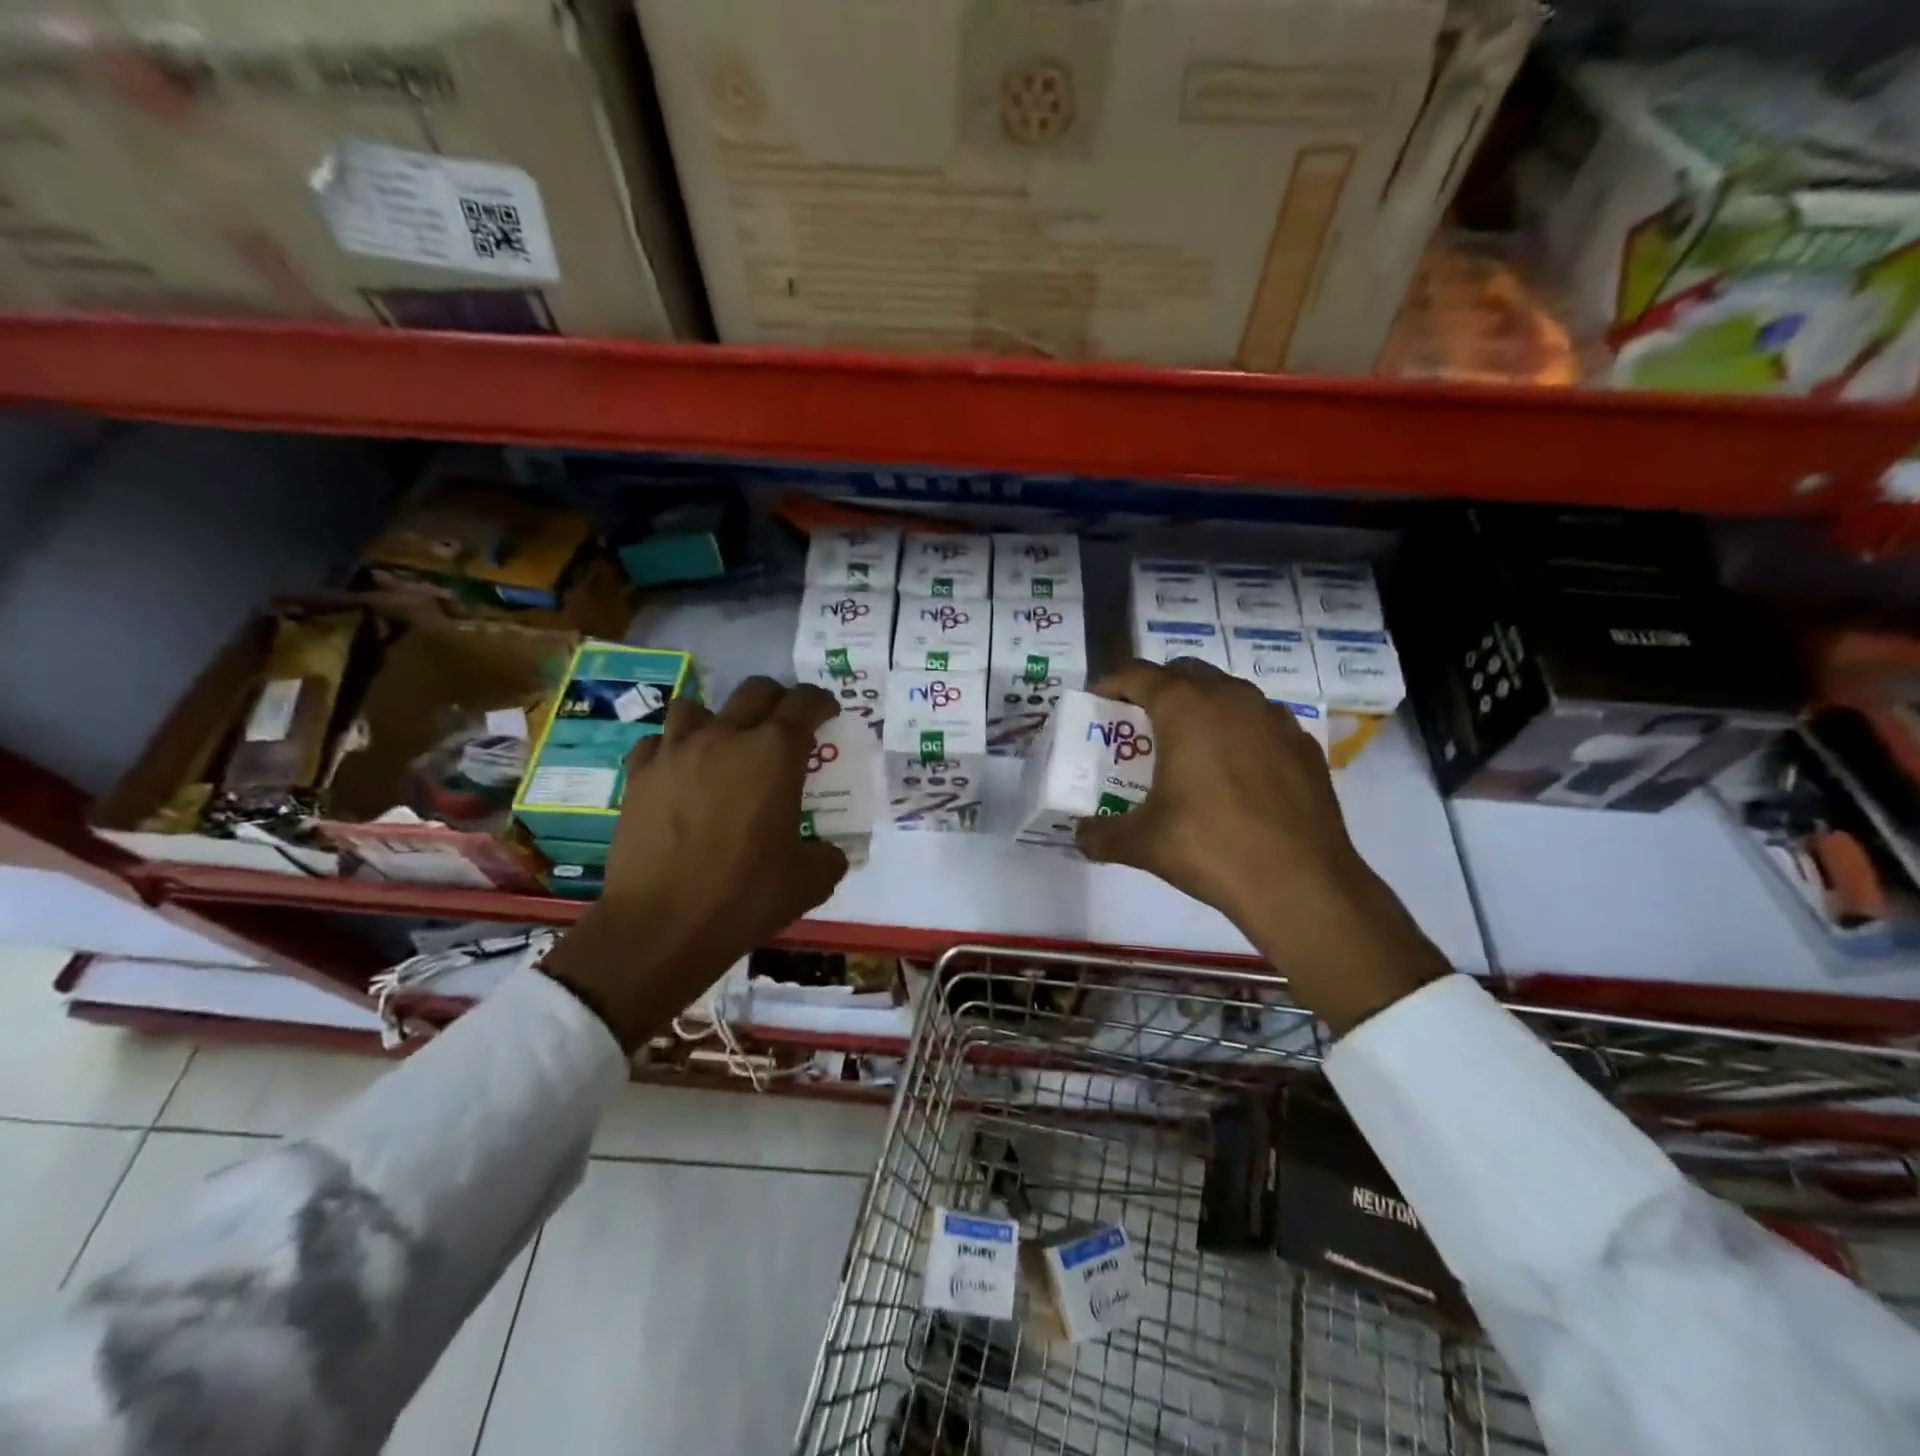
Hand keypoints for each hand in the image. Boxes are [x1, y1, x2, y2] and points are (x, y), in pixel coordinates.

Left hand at [540, 678, 849, 1049]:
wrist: (661, 926)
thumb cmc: (744, 897)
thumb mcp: (809, 881)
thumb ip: (828, 856)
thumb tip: (829, 852)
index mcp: (775, 754)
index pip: (805, 703)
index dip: (822, 703)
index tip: (828, 714)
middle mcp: (725, 738)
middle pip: (755, 691)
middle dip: (777, 700)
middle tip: (784, 726)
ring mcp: (675, 752)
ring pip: (697, 707)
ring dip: (718, 720)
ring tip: (724, 747)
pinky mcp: (639, 775)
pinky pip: (657, 742)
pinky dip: (672, 750)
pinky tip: (679, 774)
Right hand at [1074, 659, 1446, 1032]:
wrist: (1300, 883)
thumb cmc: (1210, 848)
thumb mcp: (1141, 844)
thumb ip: (1100, 835)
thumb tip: (1080, 836)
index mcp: (1185, 708)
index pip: (1138, 674)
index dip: (1111, 682)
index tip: (1098, 700)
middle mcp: (1231, 698)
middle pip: (1185, 672)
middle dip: (1158, 688)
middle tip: (1141, 723)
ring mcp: (1274, 718)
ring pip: (1228, 693)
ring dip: (1202, 707)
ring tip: (1188, 747)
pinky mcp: (1304, 745)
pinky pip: (1261, 723)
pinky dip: (1240, 733)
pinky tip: (1236, 773)